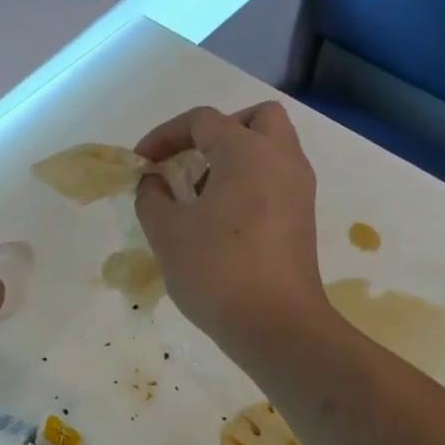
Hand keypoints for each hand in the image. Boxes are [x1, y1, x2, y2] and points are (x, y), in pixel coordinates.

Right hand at [135, 103, 325, 350]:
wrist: (276, 325)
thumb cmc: (216, 270)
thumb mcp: (167, 232)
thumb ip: (152, 197)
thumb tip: (155, 182)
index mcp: (247, 152)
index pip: (203, 120)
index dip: (165, 134)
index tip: (142, 162)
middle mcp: (281, 160)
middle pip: (256, 119)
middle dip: (218, 131)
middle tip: (190, 160)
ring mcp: (299, 189)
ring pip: (270, 150)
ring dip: (235, 158)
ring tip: (200, 195)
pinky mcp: (303, 218)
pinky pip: (276, 179)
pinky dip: (250, 183)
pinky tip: (222, 220)